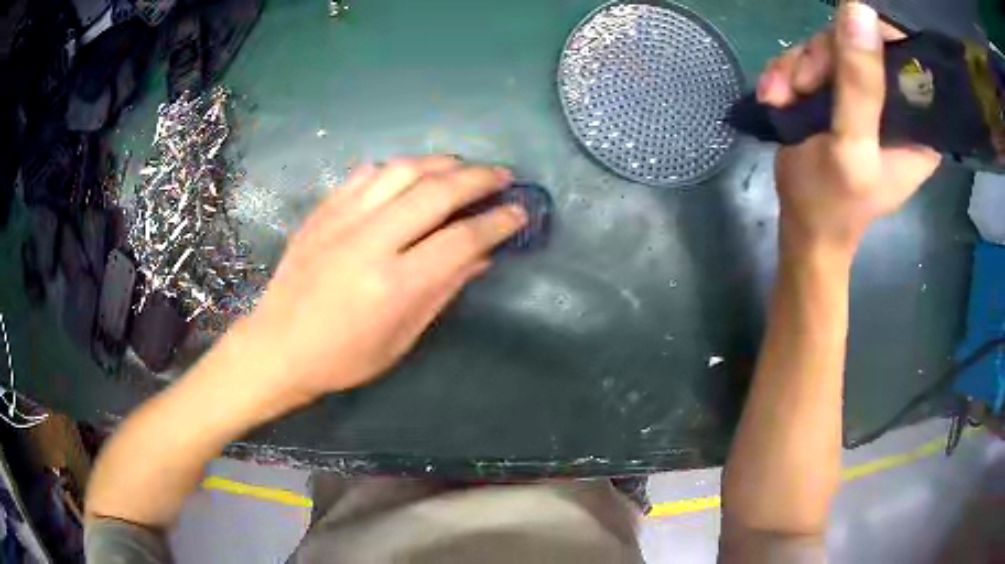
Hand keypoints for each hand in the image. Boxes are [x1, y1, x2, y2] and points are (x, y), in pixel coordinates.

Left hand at [221, 156, 526, 409]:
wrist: (278, 346)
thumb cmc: (343, 358)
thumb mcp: (401, 338)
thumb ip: (442, 291)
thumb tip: (481, 256)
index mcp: (393, 285)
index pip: (461, 239)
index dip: (497, 222)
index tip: (519, 212)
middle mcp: (370, 242)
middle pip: (436, 192)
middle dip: (479, 178)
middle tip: (503, 176)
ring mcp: (342, 220)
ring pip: (402, 170)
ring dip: (441, 163)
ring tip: (463, 167)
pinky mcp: (323, 211)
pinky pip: (366, 173)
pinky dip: (397, 167)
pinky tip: (411, 174)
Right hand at [758, 2, 940, 255]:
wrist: (804, 228)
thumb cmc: (831, 202)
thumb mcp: (850, 146)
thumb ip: (860, 84)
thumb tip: (860, 9)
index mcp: (918, 125)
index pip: (905, 56)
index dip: (872, 39)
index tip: (839, 55)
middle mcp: (896, 104)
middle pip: (860, 43)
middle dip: (822, 57)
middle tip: (800, 85)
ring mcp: (865, 96)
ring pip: (830, 47)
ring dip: (797, 66)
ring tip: (778, 96)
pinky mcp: (839, 94)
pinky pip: (811, 61)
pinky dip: (787, 73)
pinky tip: (775, 95)